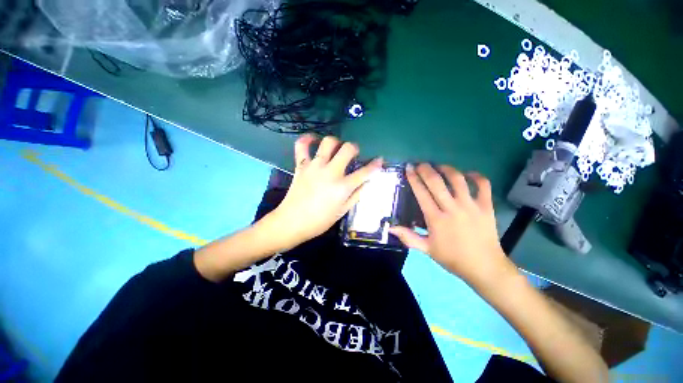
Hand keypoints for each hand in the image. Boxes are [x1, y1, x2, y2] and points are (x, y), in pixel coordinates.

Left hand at [269, 135, 382, 248]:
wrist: (292, 222)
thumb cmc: (319, 221)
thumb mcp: (342, 211)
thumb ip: (356, 195)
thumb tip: (366, 182)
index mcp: (342, 187)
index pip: (365, 172)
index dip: (375, 165)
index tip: (379, 160)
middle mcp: (330, 172)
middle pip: (348, 149)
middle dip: (355, 148)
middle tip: (353, 154)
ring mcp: (315, 167)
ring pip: (328, 142)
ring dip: (336, 142)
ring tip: (336, 148)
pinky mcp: (301, 165)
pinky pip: (302, 145)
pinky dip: (308, 139)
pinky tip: (314, 140)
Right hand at [390, 164, 517, 290]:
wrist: (484, 267)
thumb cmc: (452, 258)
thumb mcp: (427, 249)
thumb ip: (408, 237)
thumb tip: (390, 227)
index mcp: (436, 219)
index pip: (421, 193)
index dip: (413, 179)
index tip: (408, 168)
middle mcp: (452, 208)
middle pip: (436, 182)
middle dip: (426, 169)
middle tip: (420, 164)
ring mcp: (471, 206)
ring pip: (458, 180)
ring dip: (447, 169)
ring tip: (440, 166)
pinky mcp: (487, 207)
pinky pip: (483, 185)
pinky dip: (476, 177)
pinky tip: (468, 174)